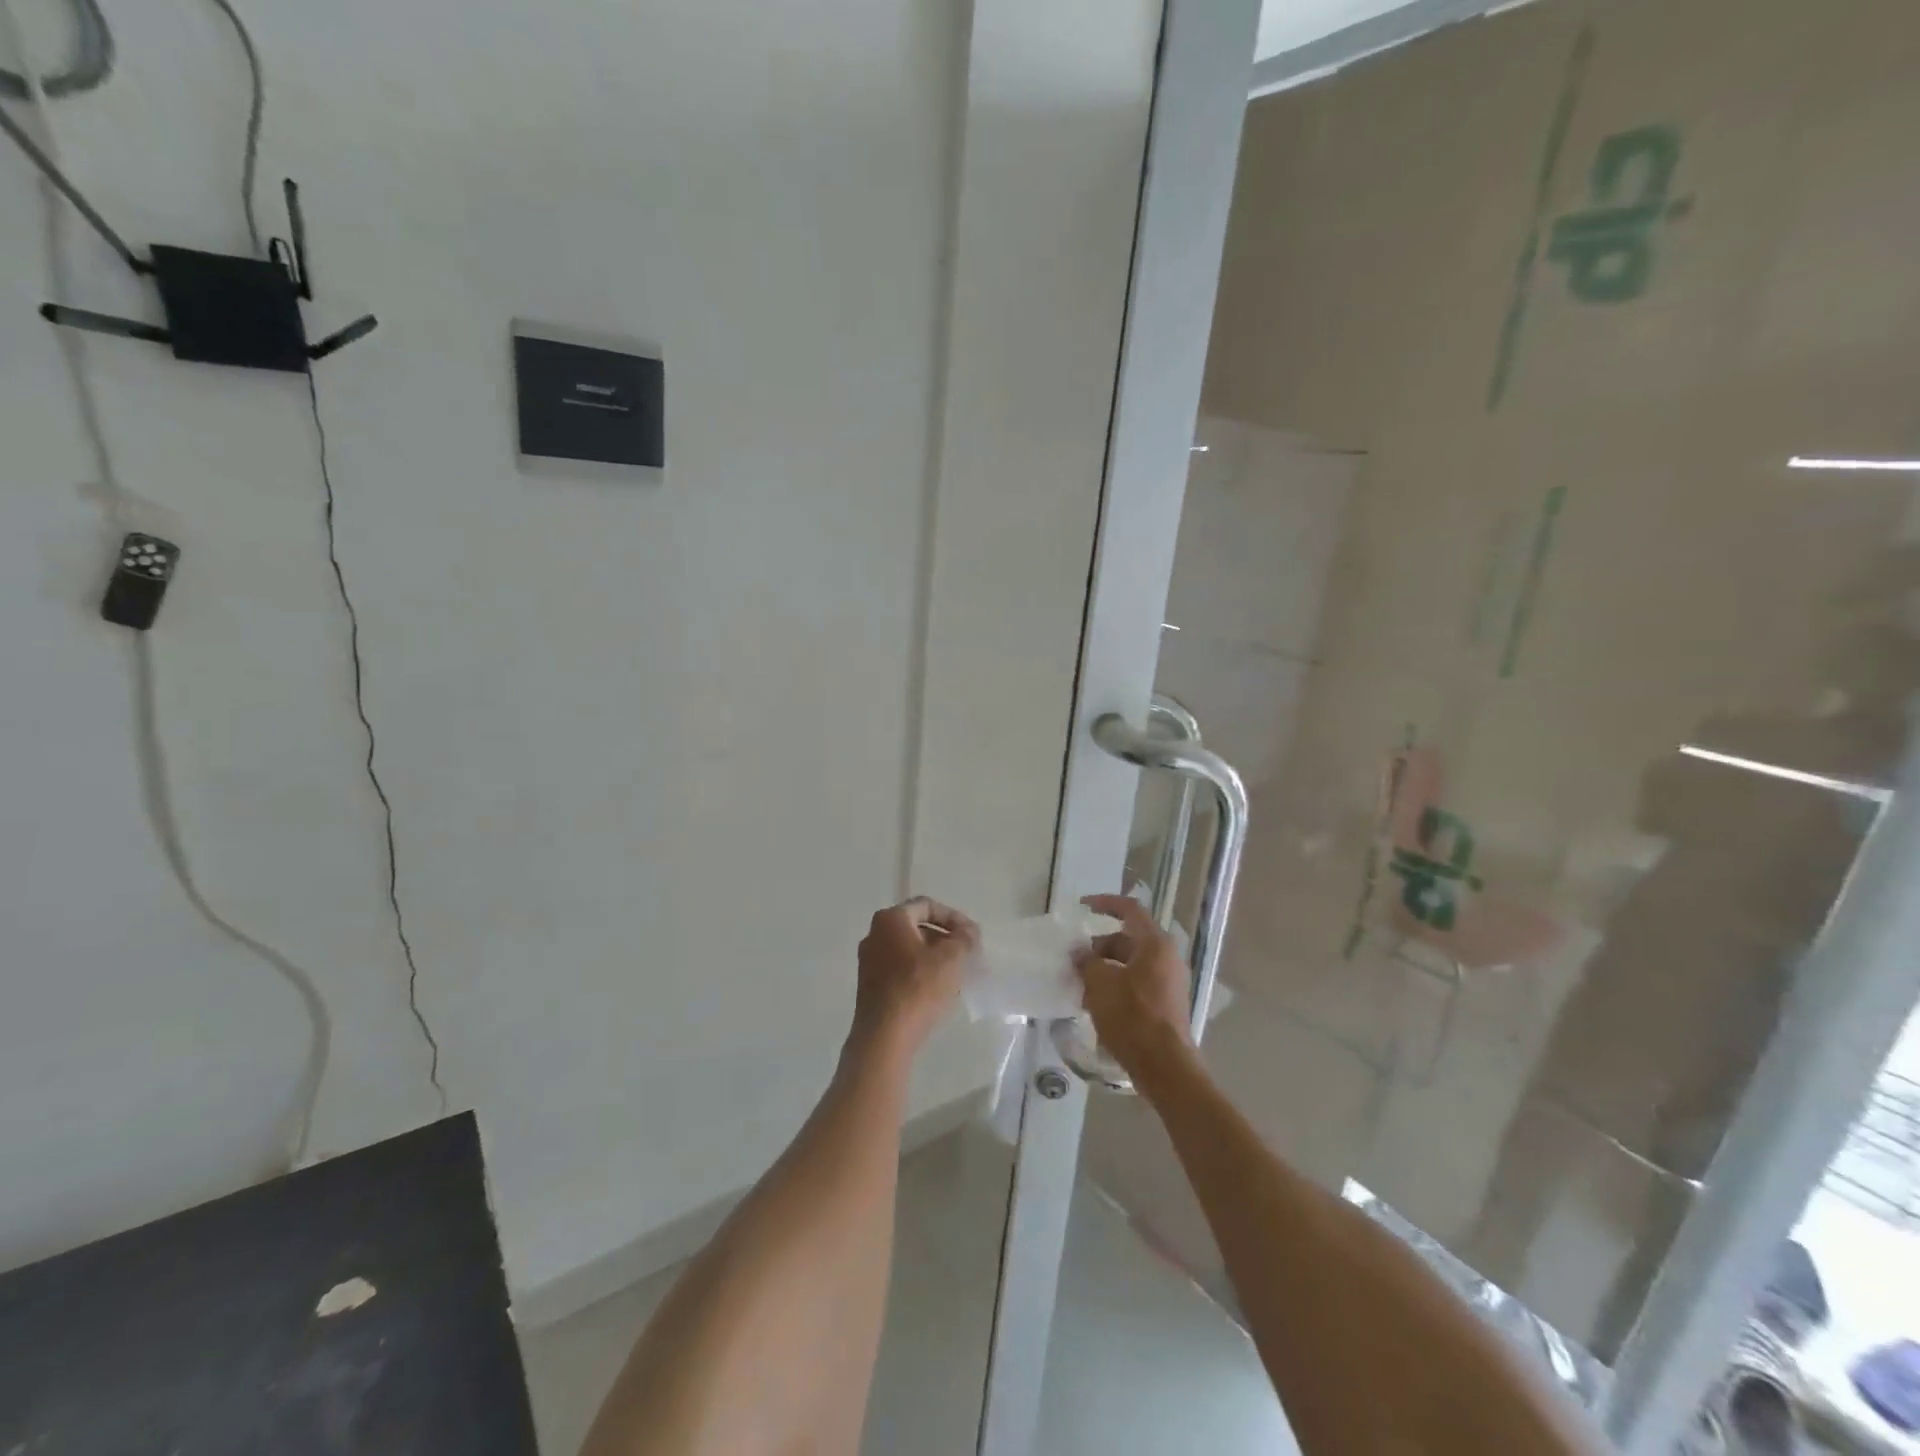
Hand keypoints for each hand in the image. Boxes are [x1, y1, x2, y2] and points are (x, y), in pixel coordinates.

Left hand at [851, 897, 977, 1056]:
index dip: (953, 917)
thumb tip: (969, 931)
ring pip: (909, 950)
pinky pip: (900, 969)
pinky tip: (937, 990)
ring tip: (957, 973)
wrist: (884, 1036)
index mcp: (890, 919)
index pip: (927, 905)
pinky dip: (920, 972)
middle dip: (945, 938)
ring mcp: (869, 961)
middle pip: (917, 927)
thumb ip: (965, 938)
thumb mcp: (951, 958)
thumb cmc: (918, 988)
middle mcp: (874, 934)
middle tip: (967, 954)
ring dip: (935, 957)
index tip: (972, 935)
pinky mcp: (870, 985)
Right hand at [1074, 894, 1194, 1081]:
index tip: (1082, 907)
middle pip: (1128, 939)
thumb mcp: (1100, 985)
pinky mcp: (1166, 1003)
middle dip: (1099, 947)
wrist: (1164, 1066)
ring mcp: (1169, 981)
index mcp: (1155, 944)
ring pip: (1131, 963)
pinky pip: (1137, 982)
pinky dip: (1117, 984)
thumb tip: (1080, 953)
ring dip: (1105, 968)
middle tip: (1075, 961)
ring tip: (1081, 985)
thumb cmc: (1132, 1017)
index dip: (1105, 903)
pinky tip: (1096, 1003)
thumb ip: (1087, 962)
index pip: (1130, 910)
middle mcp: (1166, 957)